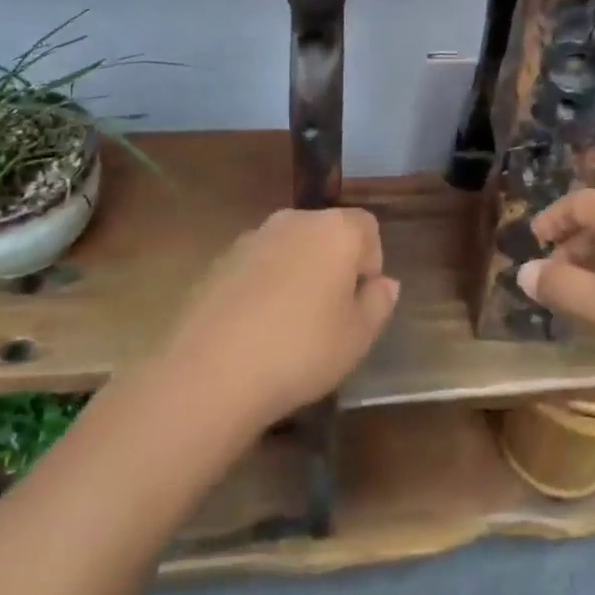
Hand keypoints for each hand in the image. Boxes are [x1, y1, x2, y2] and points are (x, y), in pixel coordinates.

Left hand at [163, 208, 399, 432]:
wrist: (209, 373)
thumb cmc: (301, 351)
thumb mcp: (358, 337)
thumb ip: (378, 303)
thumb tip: (385, 283)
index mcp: (335, 230)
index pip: (367, 227)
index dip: (371, 262)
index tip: (360, 301)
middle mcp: (294, 221)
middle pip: (326, 233)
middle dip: (333, 265)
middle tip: (330, 315)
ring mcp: (252, 238)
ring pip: (289, 249)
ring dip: (297, 274)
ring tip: (289, 326)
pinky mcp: (219, 261)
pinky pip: (257, 267)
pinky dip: (263, 286)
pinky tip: (255, 329)